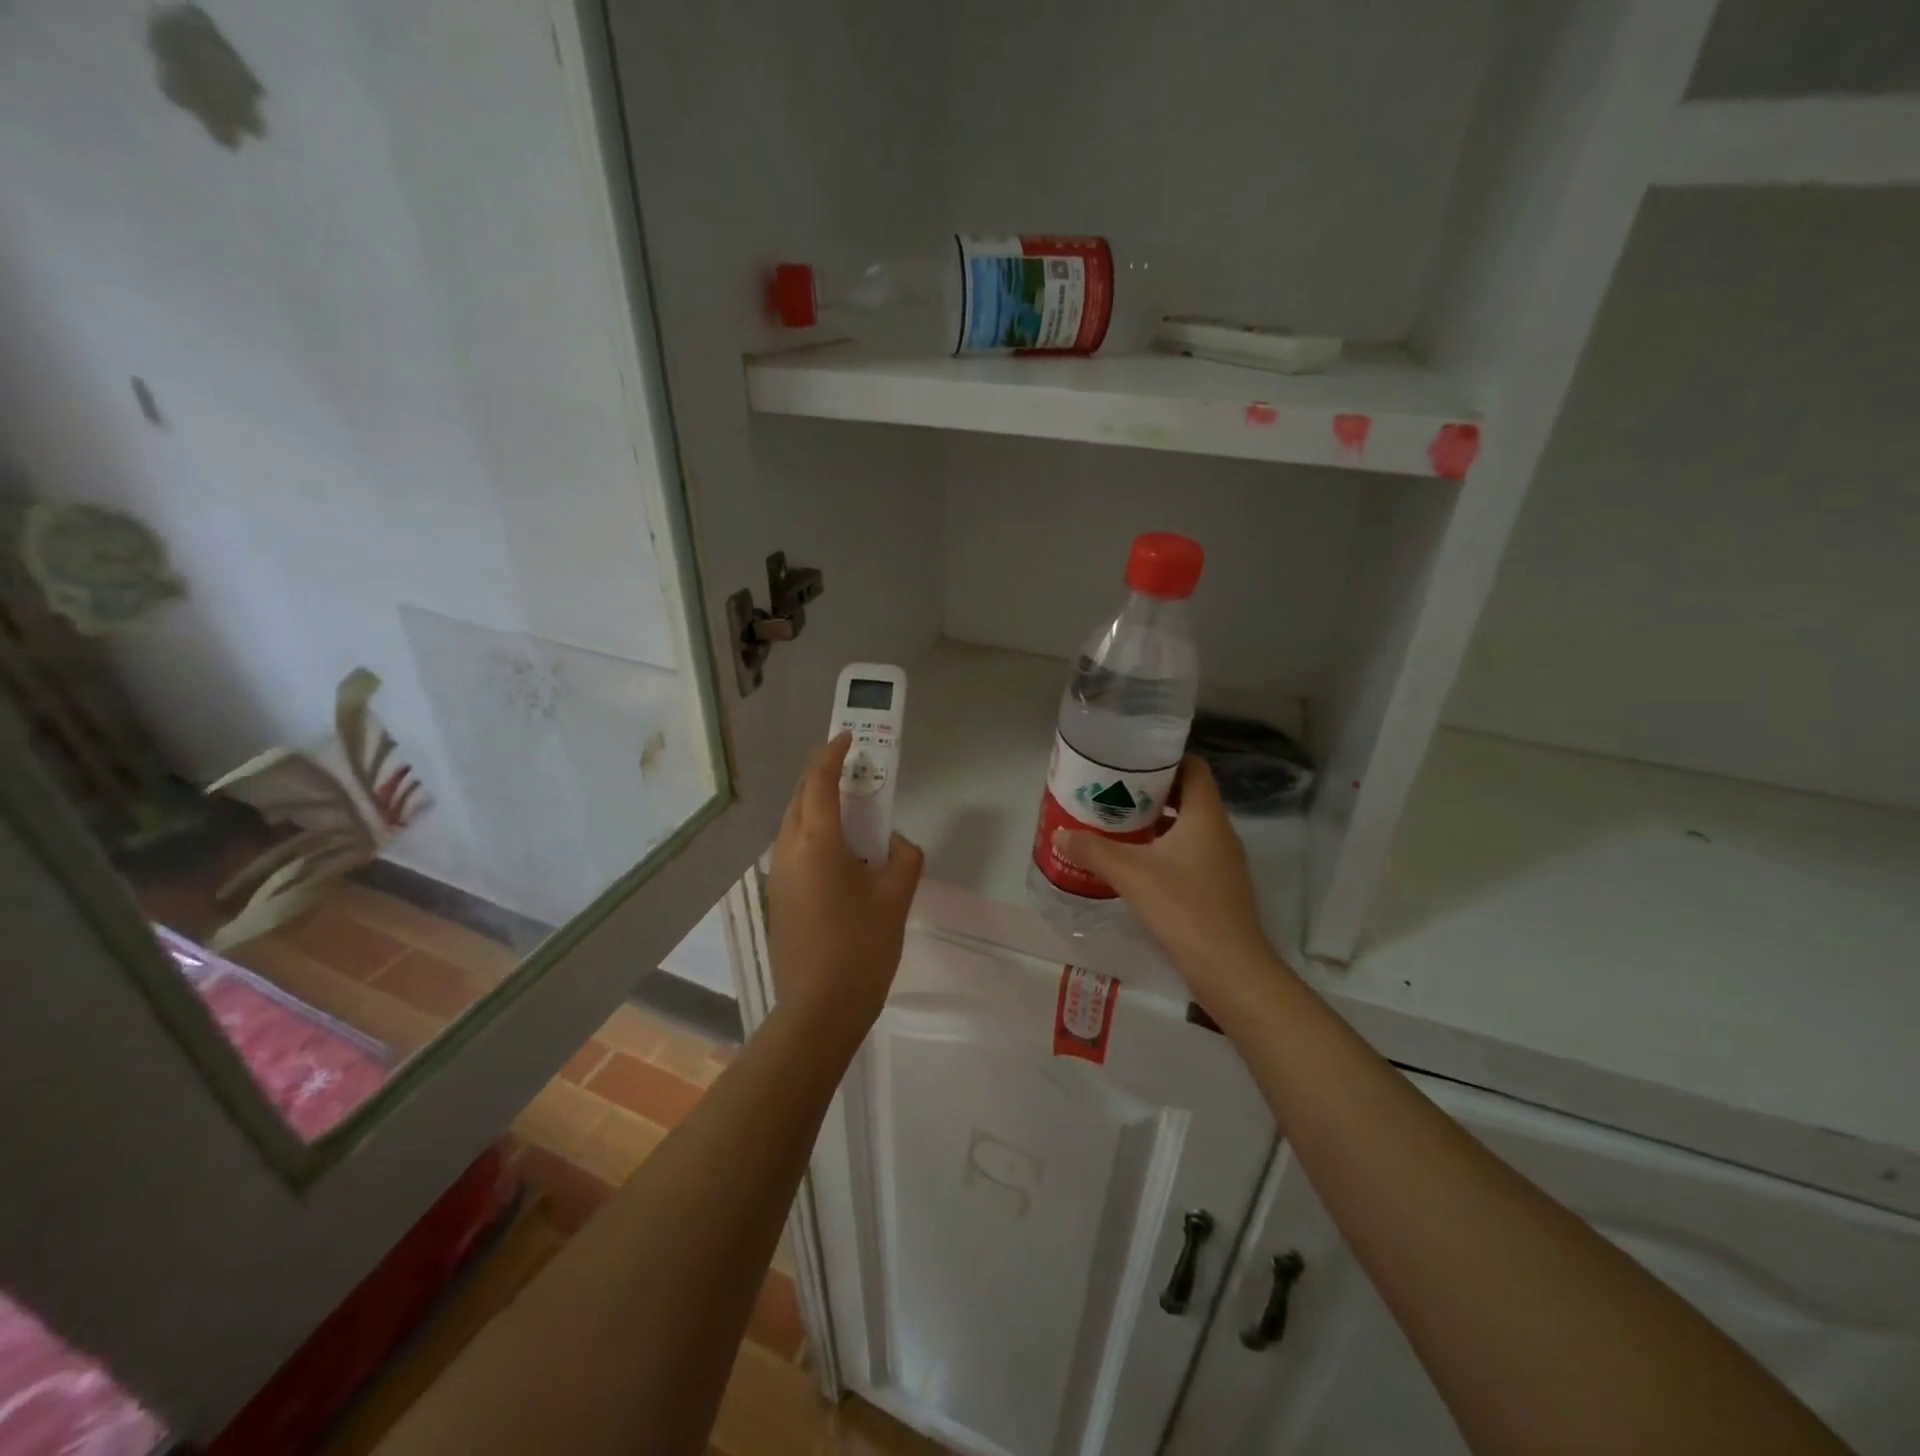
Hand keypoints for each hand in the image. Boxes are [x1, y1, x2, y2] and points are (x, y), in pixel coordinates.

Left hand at [767, 733, 923, 1040]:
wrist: (819, 1009)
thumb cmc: (861, 947)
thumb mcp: (895, 897)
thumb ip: (904, 857)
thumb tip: (897, 843)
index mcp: (817, 843)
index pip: (818, 783)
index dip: (831, 755)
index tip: (847, 738)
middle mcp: (789, 851)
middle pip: (799, 798)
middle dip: (821, 777)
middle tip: (851, 771)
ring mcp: (777, 876)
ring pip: (792, 824)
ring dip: (816, 807)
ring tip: (849, 811)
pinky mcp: (777, 898)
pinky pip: (793, 850)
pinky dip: (813, 835)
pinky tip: (839, 857)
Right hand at [1056, 756, 1287, 1011]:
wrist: (1230, 968)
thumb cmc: (1183, 907)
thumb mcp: (1130, 873)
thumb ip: (1093, 850)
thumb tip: (1060, 835)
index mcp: (1205, 815)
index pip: (1193, 767)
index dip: (1164, 758)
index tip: (1130, 761)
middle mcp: (1219, 831)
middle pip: (1187, 795)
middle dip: (1151, 792)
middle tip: (1113, 792)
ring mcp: (1223, 861)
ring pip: (1188, 827)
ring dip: (1156, 823)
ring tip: (1117, 824)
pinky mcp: (1219, 887)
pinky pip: (1190, 853)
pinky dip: (1164, 850)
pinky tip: (1136, 864)